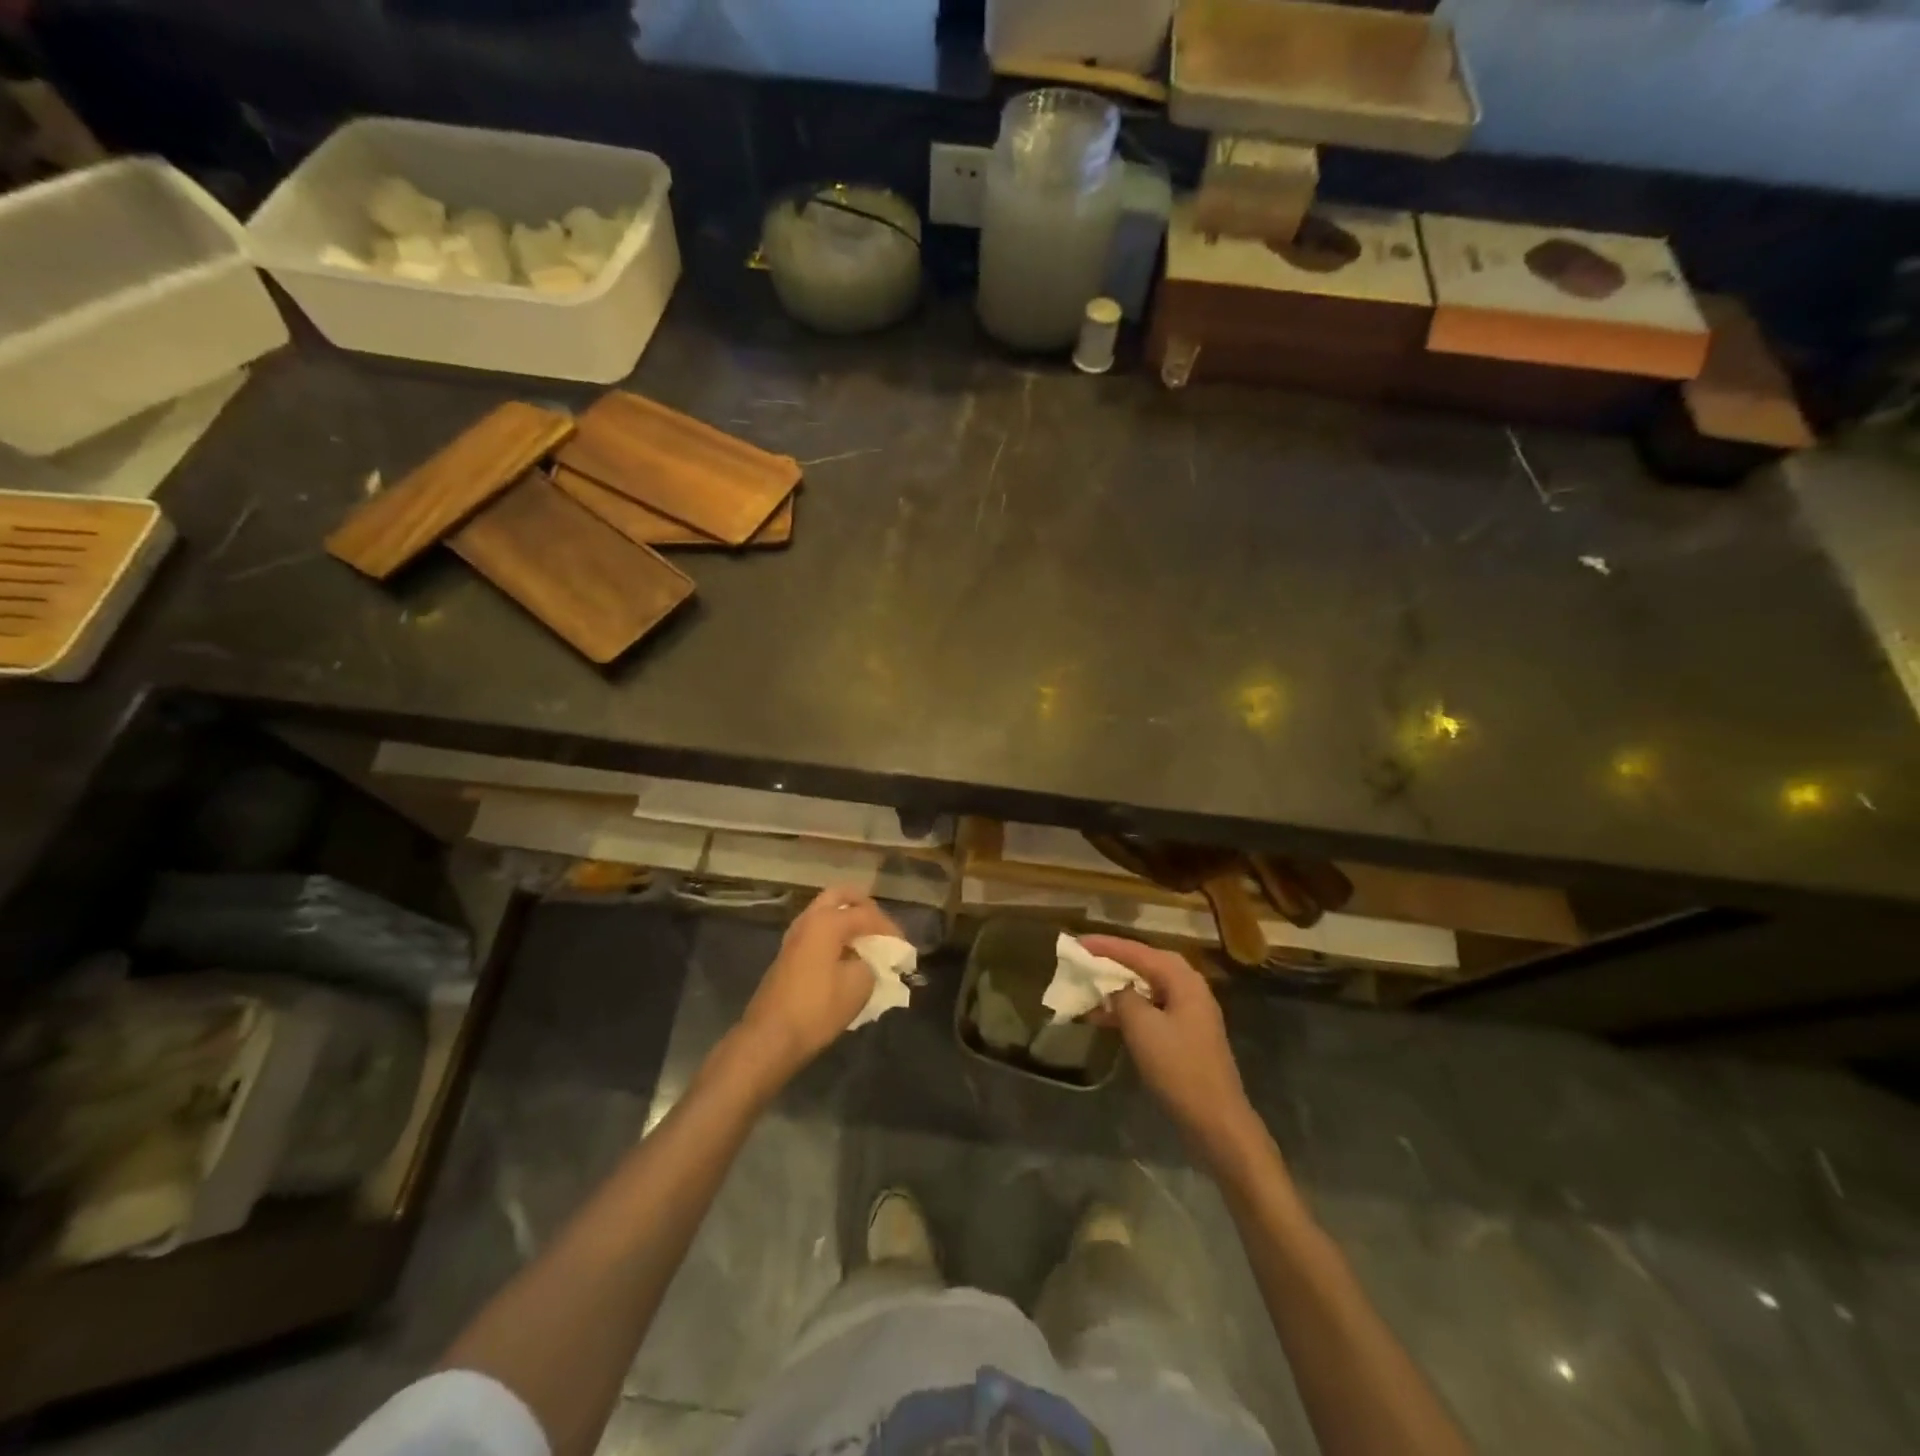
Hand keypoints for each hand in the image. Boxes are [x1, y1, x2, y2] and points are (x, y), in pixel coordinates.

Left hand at [737, 887, 901, 1085]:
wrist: (770, 1037)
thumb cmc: (818, 1008)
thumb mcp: (859, 985)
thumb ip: (873, 963)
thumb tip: (873, 959)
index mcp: (827, 921)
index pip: (867, 914)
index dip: (890, 929)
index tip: (904, 950)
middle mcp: (809, 919)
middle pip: (841, 896)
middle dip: (865, 908)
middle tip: (882, 929)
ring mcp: (795, 935)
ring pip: (826, 912)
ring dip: (848, 920)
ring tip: (868, 944)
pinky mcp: (788, 954)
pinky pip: (818, 931)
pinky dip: (835, 935)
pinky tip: (848, 957)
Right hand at [1080, 936, 1261, 1161]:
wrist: (1216, 1121)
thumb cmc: (1179, 1068)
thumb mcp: (1143, 1027)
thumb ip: (1123, 997)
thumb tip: (1114, 985)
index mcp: (1183, 980)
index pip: (1138, 952)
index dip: (1105, 946)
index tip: (1076, 942)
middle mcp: (1189, 989)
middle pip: (1145, 965)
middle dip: (1113, 962)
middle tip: (1083, 959)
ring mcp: (1188, 1014)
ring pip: (1147, 989)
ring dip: (1117, 988)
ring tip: (1086, 989)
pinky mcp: (1184, 1036)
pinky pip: (1150, 1010)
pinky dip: (1127, 1010)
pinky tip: (1104, 1018)